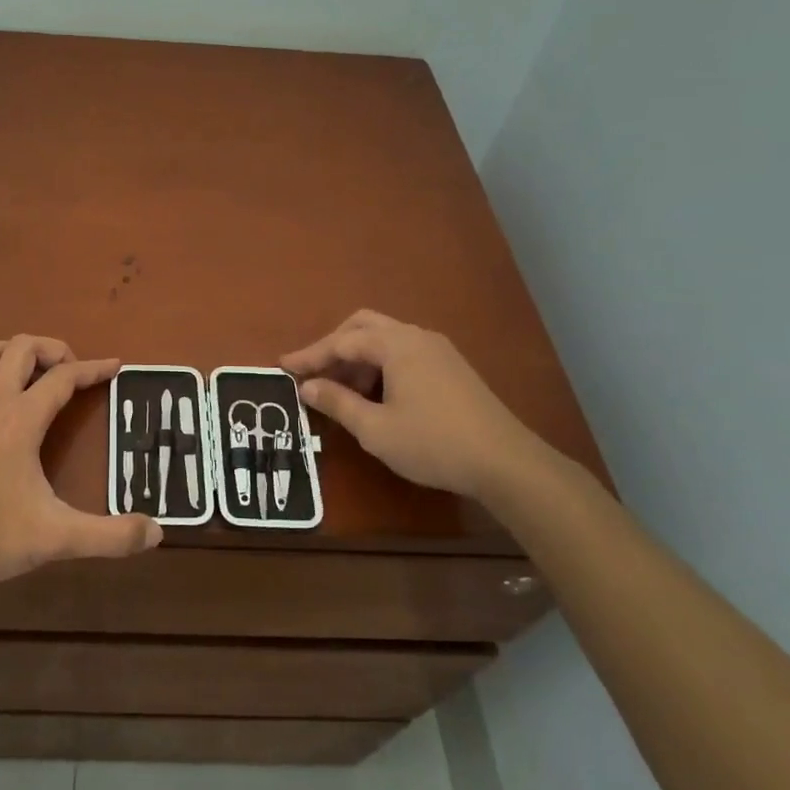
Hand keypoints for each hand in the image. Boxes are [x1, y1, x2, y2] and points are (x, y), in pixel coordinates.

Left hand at [0, 335, 160, 588]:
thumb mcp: (57, 537)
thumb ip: (109, 536)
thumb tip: (156, 533)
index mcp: (21, 418)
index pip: (65, 377)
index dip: (94, 368)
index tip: (116, 366)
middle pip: (22, 347)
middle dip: (53, 349)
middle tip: (71, 371)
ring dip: (11, 352)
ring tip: (29, 373)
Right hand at [281, 309, 557, 504]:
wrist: (506, 463)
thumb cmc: (433, 443)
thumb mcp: (375, 429)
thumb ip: (337, 403)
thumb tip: (307, 386)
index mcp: (396, 344)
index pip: (342, 341)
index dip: (310, 355)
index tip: (283, 367)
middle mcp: (417, 337)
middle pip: (364, 326)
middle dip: (334, 346)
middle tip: (312, 372)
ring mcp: (439, 350)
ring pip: (386, 339)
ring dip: (358, 359)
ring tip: (342, 393)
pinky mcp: (452, 368)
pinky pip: (404, 353)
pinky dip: (380, 366)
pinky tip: (376, 396)